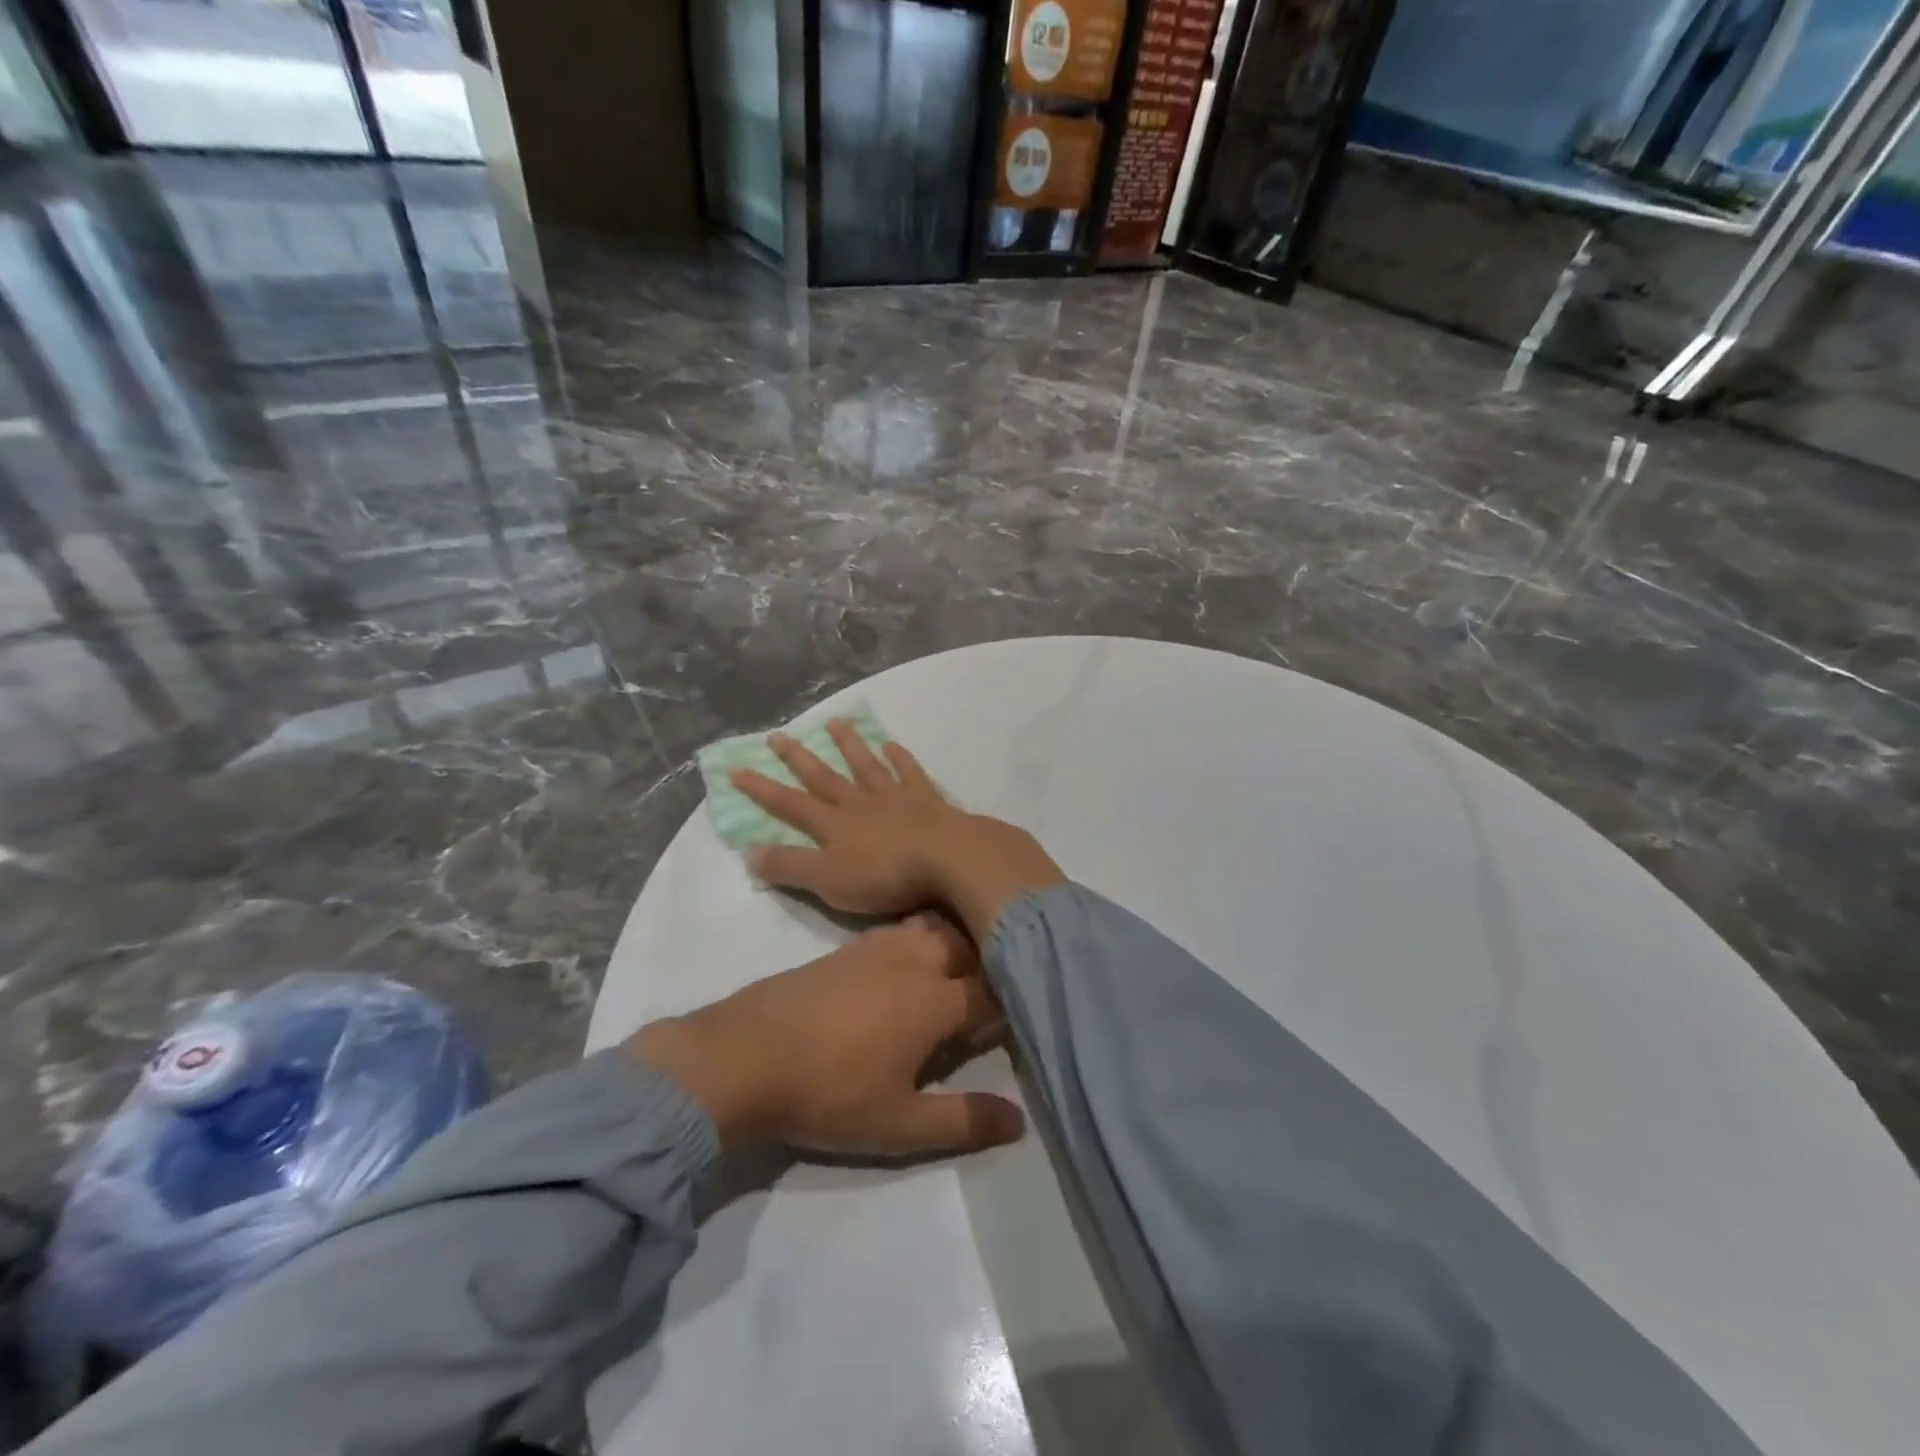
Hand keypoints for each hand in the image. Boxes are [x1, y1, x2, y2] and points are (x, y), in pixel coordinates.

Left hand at [626, 915, 1024, 1158]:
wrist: (744, 1056)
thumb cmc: (829, 1093)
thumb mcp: (900, 1124)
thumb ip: (963, 1120)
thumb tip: (1019, 1120)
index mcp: (934, 999)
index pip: (991, 991)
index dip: (1010, 1005)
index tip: (1020, 1020)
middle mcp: (913, 960)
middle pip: (967, 943)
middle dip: (987, 962)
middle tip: (991, 992)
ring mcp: (876, 947)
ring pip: (933, 927)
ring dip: (954, 941)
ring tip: (956, 971)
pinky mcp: (846, 948)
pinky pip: (899, 928)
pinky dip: (918, 937)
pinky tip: (905, 964)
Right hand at [730, 722, 965, 916]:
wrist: (946, 859)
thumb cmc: (884, 875)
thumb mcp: (828, 880)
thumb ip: (790, 866)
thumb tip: (749, 853)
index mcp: (833, 824)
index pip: (789, 804)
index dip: (762, 789)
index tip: (737, 768)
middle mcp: (859, 802)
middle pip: (823, 776)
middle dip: (798, 757)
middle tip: (777, 735)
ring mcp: (894, 796)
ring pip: (865, 765)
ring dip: (849, 745)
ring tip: (836, 723)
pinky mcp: (926, 799)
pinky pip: (909, 772)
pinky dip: (900, 758)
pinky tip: (892, 745)